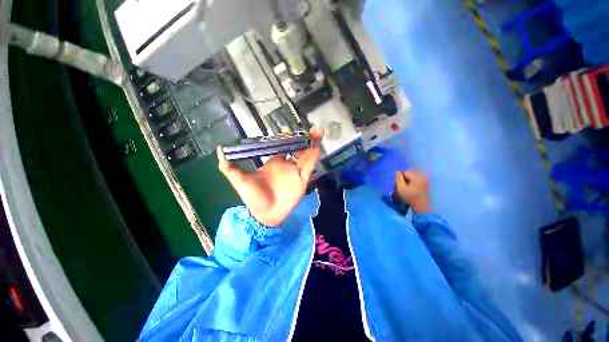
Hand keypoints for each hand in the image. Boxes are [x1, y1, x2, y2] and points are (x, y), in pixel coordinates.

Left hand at [217, 128, 322, 226]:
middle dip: (305, 139)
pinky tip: (316, 148)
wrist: (264, 214)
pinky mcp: (302, 181)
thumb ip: (228, 167)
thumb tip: (220, 149)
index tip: (289, 130)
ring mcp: (295, 173)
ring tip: (317, 133)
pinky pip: (309, 168)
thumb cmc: (253, 197)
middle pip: (297, 149)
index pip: (282, 147)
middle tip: (311, 129)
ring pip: (306, 156)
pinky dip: (313, 158)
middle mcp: (286, 165)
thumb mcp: (239, 181)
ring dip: (312, 145)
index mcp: (274, 162)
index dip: (287, 138)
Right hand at [395, 170, 431, 213]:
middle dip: (406, 176)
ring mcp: (426, 179)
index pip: (405, 171)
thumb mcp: (401, 188)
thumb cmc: (410, 197)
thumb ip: (398, 179)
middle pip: (411, 172)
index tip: (399, 182)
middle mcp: (423, 176)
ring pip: (414, 174)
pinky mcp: (427, 182)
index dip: (400, 176)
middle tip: (403, 183)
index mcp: (416, 176)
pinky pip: (418, 177)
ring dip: (410, 178)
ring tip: (407, 185)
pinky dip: (414, 180)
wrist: (421, 206)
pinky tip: (412, 186)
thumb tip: (397, 171)